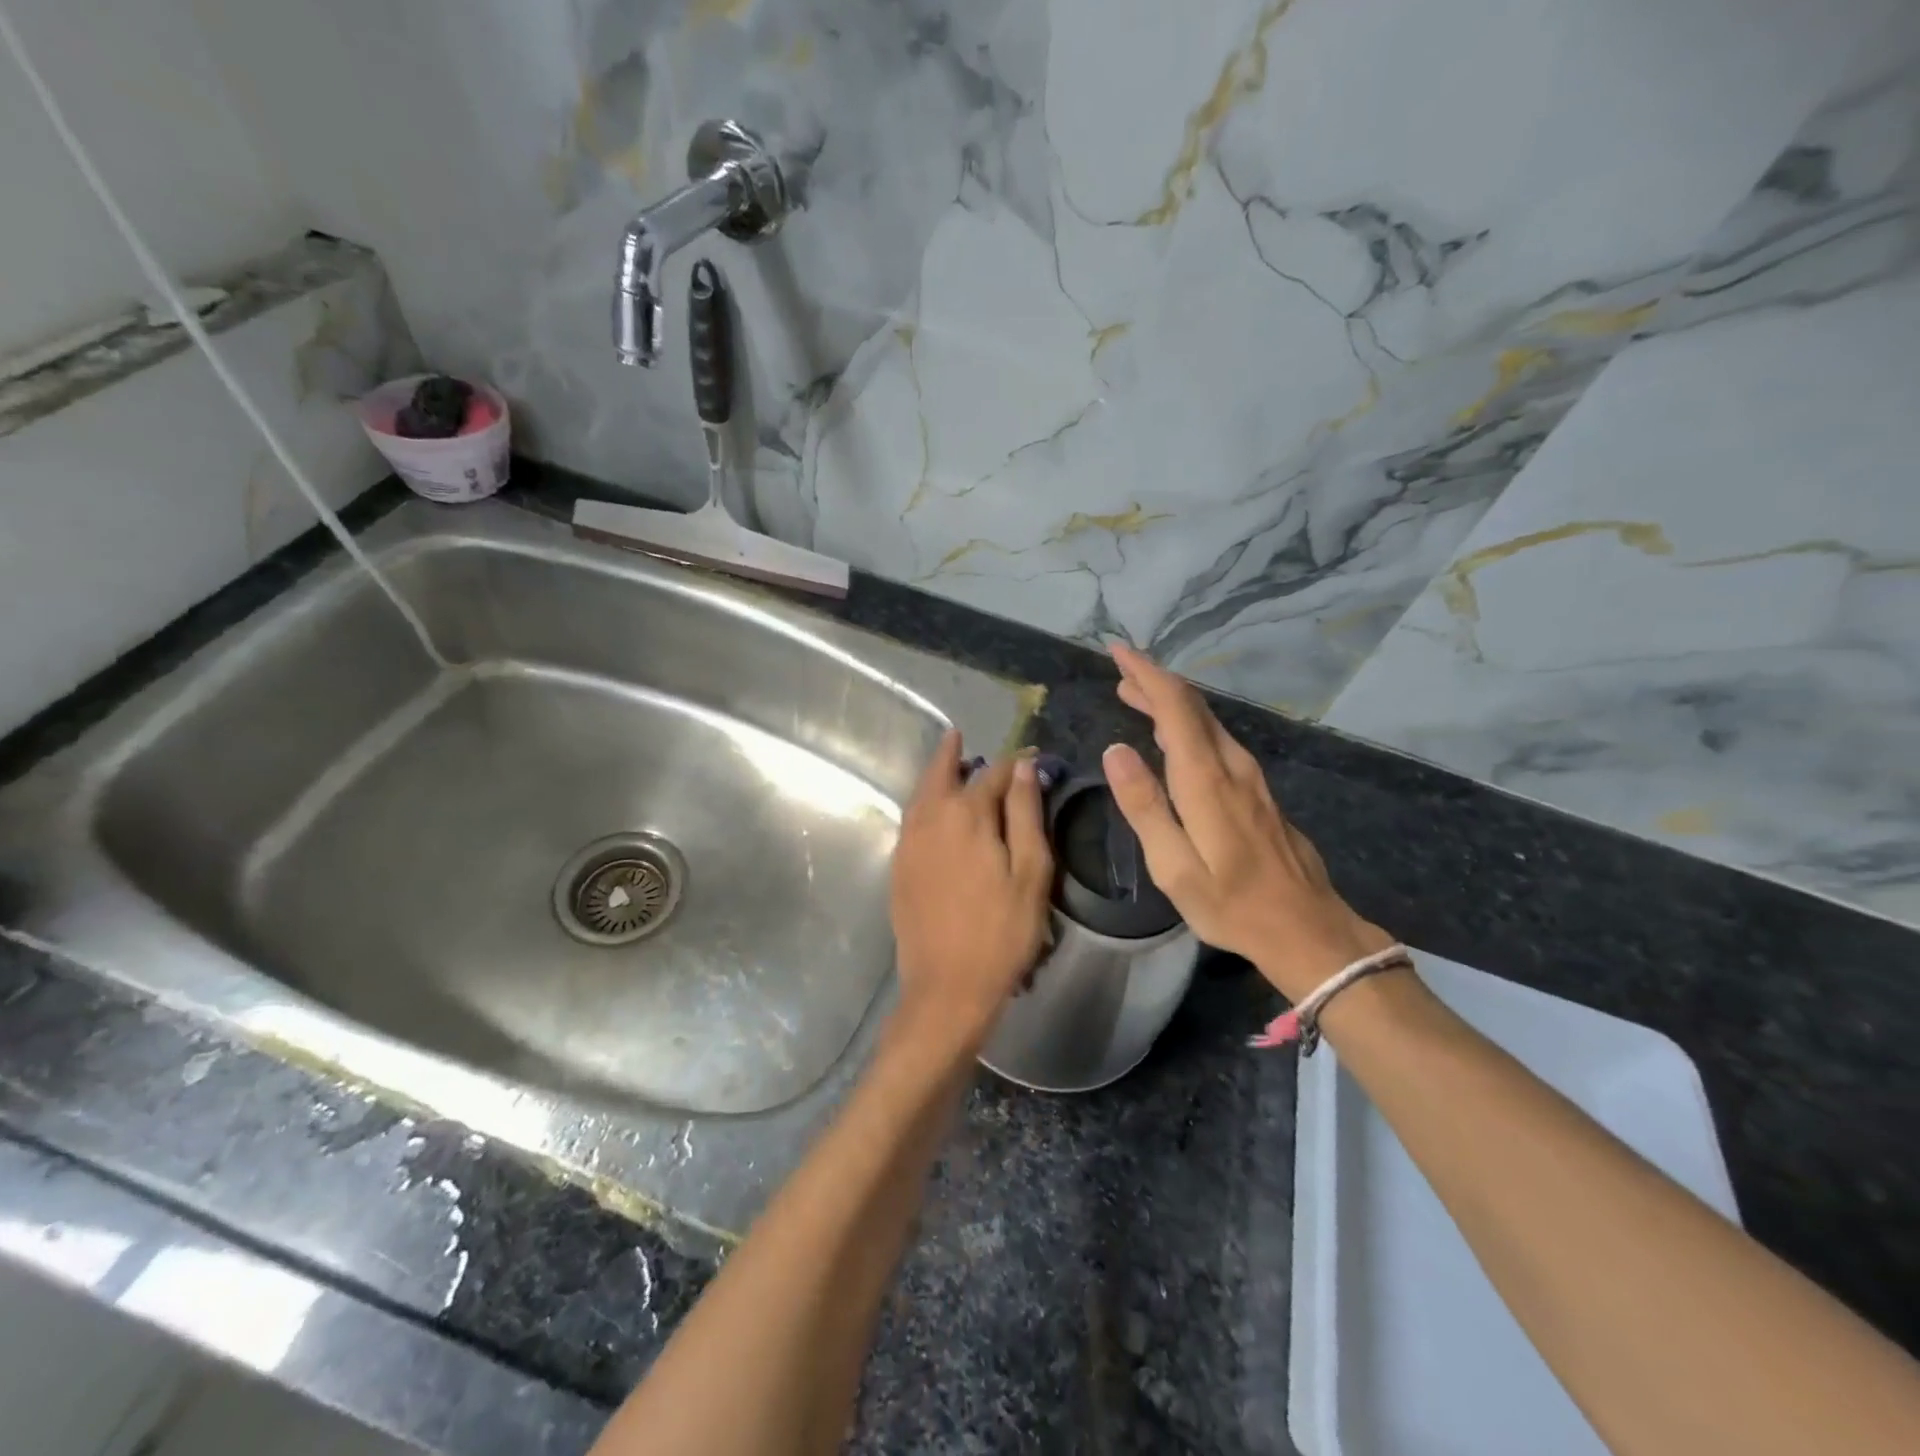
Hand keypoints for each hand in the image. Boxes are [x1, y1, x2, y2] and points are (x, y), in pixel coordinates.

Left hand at [888, 731, 1052, 1056]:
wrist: (947, 986)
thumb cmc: (1002, 931)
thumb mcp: (1030, 872)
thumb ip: (1026, 814)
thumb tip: (1023, 766)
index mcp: (966, 814)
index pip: (993, 773)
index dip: (1014, 762)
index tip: (1030, 756)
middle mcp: (929, 818)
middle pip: (940, 772)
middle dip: (952, 753)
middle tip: (960, 736)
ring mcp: (908, 843)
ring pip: (921, 794)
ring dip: (935, 776)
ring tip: (950, 767)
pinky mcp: (899, 866)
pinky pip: (911, 818)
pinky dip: (924, 802)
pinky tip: (936, 812)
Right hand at [1101, 643, 1394, 1002]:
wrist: (1306, 928)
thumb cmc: (1231, 903)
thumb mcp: (1174, 866)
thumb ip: (1144, 806)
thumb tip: (1115, 750)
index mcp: (1206, 779)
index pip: (1174, 706)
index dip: (1145, 673)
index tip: (1118, 650)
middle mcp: (1231, 765)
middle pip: (1192, 706)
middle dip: (1155, 681)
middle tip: (1120, 671)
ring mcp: (1250, 777)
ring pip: (1206, 721)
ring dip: (1170, 702)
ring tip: (1136, 695)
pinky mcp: (1257, 791)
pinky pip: (1217, 739)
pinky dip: (1187, 724)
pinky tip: (1173, 736)